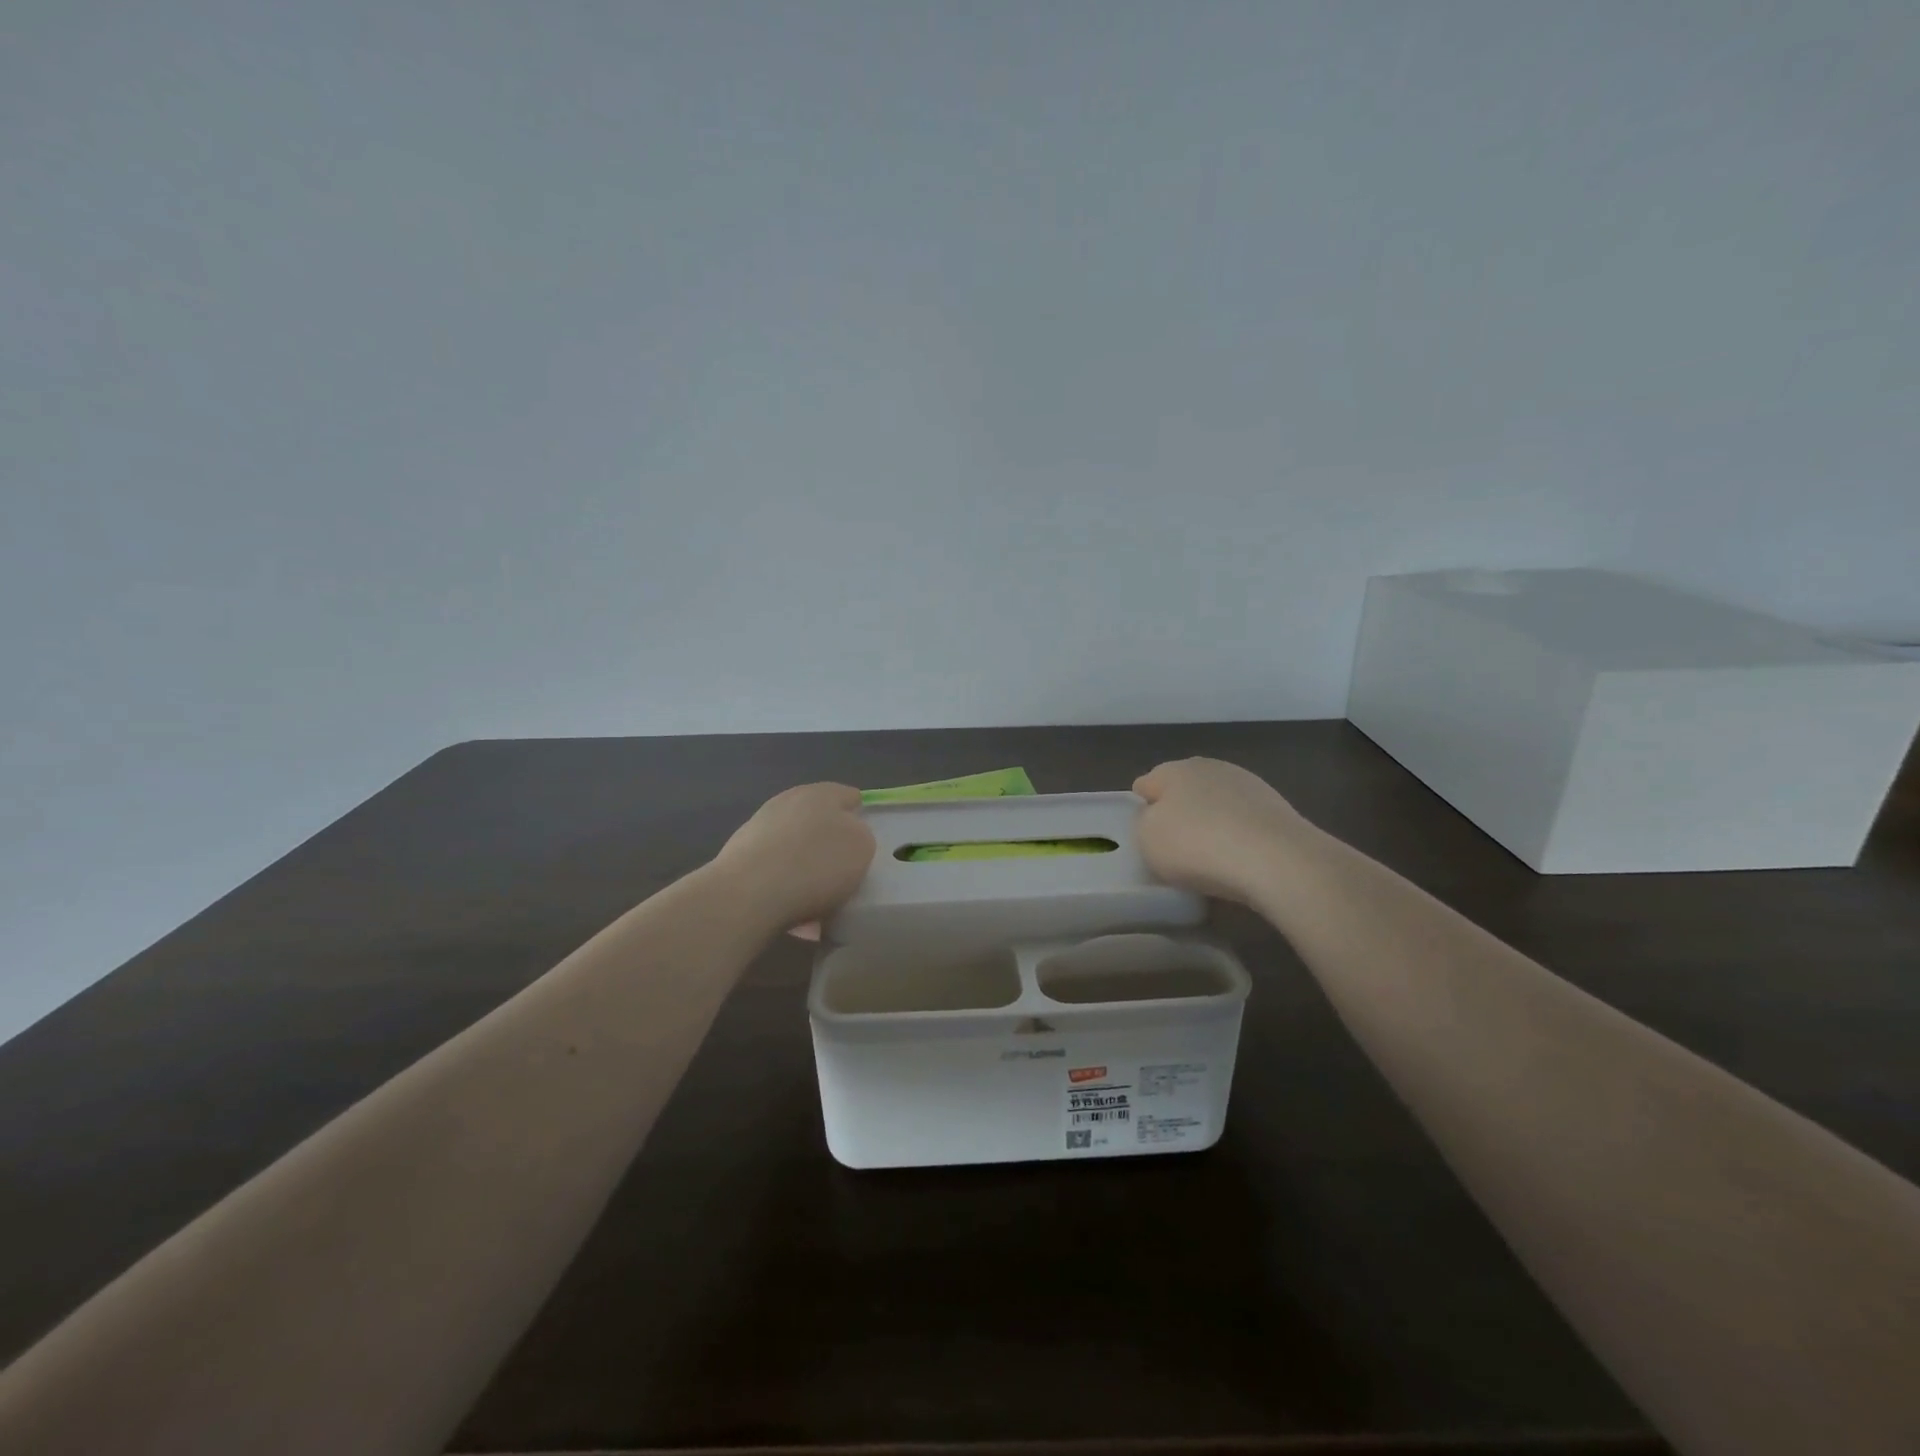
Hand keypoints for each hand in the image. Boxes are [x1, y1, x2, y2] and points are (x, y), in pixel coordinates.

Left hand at [712, 782, 875, 933]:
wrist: (748, 895)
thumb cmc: (816, 864)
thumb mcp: (862, 847)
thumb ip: (860, 836)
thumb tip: (846, 837)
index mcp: (821, 793)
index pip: (848, 796)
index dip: (860, 816)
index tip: (866, 843)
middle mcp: (787, 803)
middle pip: (817, 821)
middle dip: (829, 844)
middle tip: (843, 873)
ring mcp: (758, 829)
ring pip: (794, 849)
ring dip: (806, 870)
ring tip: (819, 904)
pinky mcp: (738, 859)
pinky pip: (774, 874)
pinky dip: (786, 890)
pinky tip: (795, 918)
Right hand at [1133, 758, 1314, 904]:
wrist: (1277, 859)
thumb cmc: (1197, 845)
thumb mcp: (1147, 839)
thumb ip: (1144, 823)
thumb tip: (1157, 817)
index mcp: (1173, 769)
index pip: (1145, 785)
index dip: (1141, 811)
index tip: (1146, 839)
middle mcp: (1210, 767)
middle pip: (1183, 792)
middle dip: (1178, 815)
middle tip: (1176, 851)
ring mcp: (1248, 784)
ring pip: (1216, 805)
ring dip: (1211, 825)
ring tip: (1211, 861)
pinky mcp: (1277, 807)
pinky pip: (1243, 823)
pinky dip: (1238, 837)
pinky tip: (1240, 862)